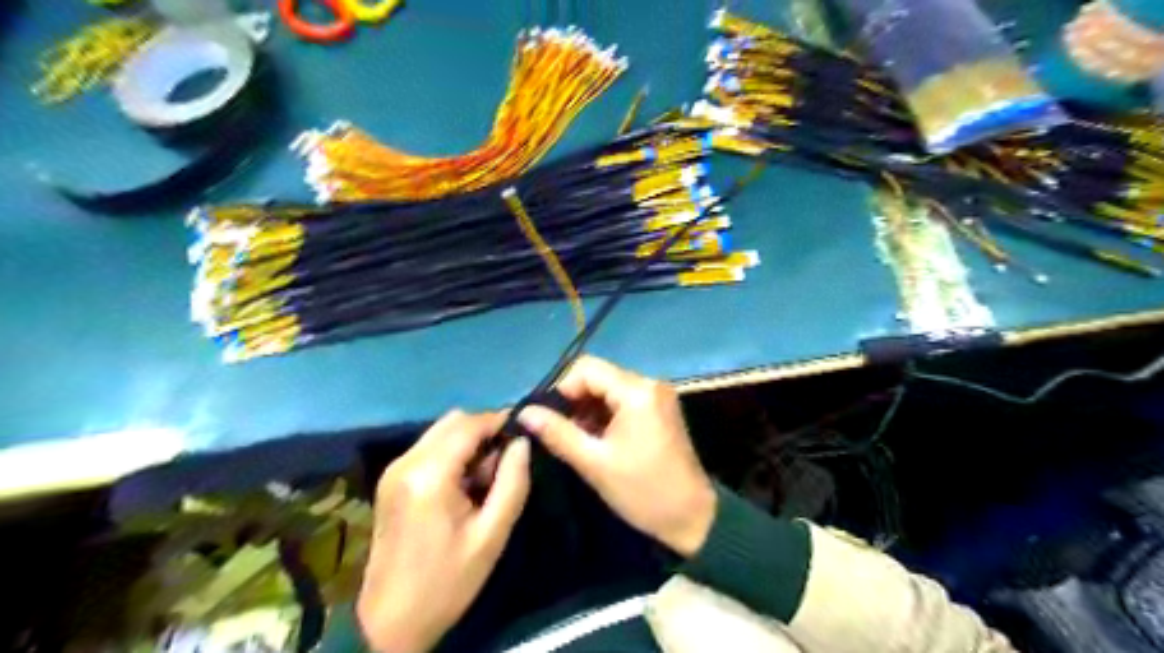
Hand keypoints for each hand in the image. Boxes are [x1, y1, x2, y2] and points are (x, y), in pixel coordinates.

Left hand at [356, 412, 531, 649]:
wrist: (389, 622)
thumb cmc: (447, 581)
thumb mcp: (491, 535)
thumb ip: (513, 482)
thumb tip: (523, 443)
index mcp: (430, 474)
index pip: (470, 424)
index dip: (500, 421)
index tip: (525, 435)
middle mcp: (407, 461)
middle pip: (453, 421)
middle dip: (485, 431)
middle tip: (506, 463)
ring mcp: (394, 469)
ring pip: (441, 432)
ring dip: (469, 442)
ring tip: (486, 478)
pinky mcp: (390, 480)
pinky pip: (429, 448)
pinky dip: (452, 453)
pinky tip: (464, 485)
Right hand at [520, 356, 718, 557]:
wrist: (692, 517)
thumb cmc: (643, 491)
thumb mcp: (594, 463)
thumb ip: (558, 433)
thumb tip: (525, 412)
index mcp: (637, 391)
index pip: (587, 369)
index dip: (562, 389)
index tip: (548, 418)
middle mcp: (649, 383)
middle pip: (599, 375)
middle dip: (574, 399)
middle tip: (557, 430)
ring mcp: (657, 395)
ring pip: (609, 388)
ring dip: (588, 408)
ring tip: (573, 437)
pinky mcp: (659, 409)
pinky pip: (623, 400)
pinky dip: (604, 414)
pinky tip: (594, 438)